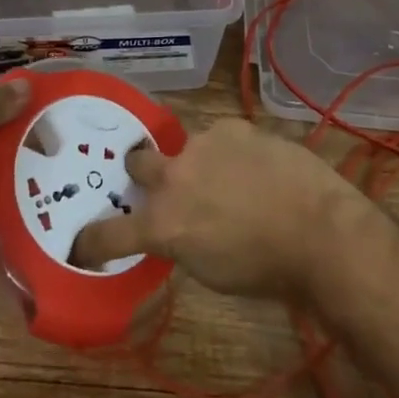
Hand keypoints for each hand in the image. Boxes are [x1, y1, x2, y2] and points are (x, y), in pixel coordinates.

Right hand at [70, 120, 371, 301]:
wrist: (320, 232)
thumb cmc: (268, 271)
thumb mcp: (211, 271)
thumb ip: (181, 241)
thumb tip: (177, 227)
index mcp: (163, 225)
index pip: (110, 234)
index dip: (91, 241)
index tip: (79, 244)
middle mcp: (173, 178)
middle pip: (136, 162)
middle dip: (141, 171)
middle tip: (160, 182)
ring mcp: (202, 145)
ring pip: (183, 146)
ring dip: (195, 162)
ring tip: (228, 177)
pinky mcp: (232, 126)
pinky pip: (220, 137)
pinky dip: (228, 151)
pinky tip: (254, 165)